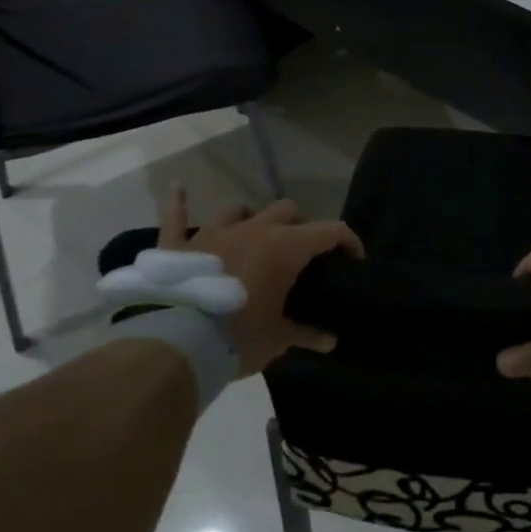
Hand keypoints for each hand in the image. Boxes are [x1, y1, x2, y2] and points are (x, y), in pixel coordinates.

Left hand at [157, 188, 360, 376]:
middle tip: (300, 253)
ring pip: (240, 209)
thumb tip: (330, 341)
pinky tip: (179, 187)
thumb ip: (306, 334)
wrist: (177, 344)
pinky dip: (179, 202)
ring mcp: (214, 233)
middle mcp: (254, 229)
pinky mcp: (178, 245)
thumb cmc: (239, 337)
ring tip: (254, 236)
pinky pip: (177, 216)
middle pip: (287, 211)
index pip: (330, 231)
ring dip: (252, 219)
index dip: (348, 241)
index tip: (353, 258)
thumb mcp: (278, 339)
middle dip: (299, 226)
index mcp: (285, 247)